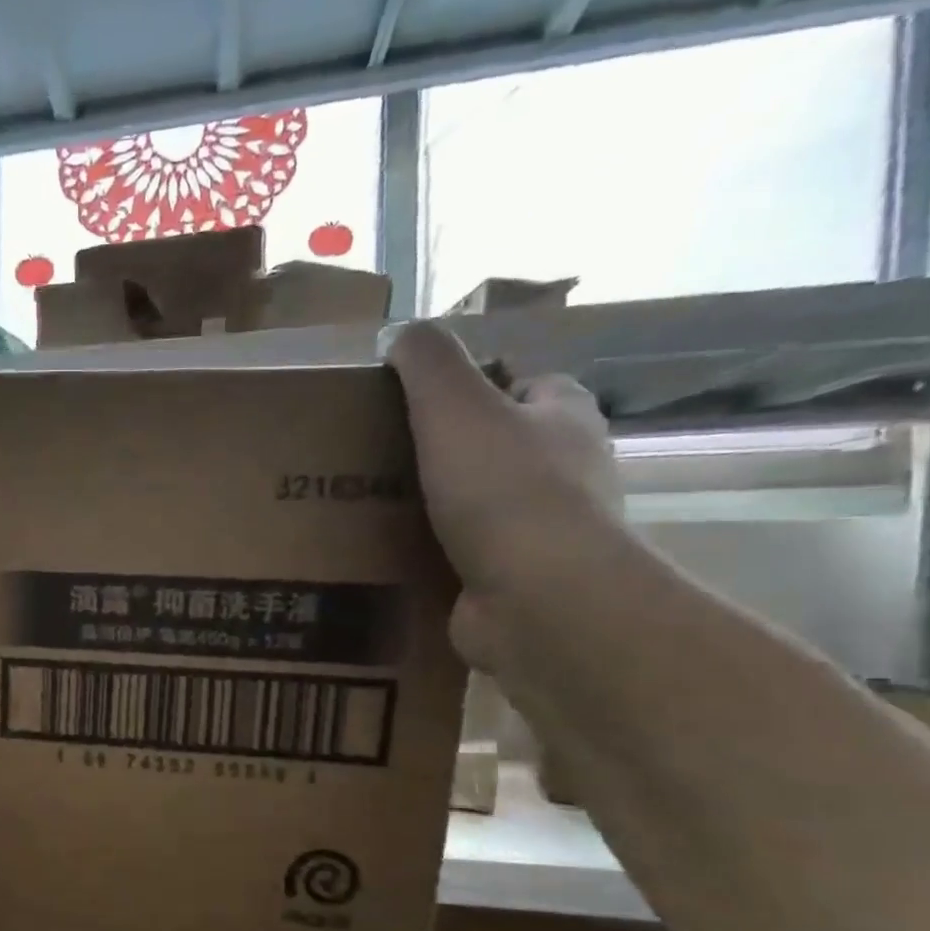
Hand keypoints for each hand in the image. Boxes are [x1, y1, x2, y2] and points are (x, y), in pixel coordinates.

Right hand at [381, 321, 622, 667]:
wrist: (537, 598)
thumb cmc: (504, 491)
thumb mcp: (456, 407)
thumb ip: (428, 363)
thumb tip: (401, 332)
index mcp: (562, 414)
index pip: (518, 381)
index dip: (469, 384)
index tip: (409, 402)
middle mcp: (564, 466)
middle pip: (494, 443)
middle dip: (441, 449)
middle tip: (374, 458)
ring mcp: (542, 527)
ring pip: (476, 501)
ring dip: (431, 504)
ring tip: (365, 507)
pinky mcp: (514, 576)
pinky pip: (463, 552)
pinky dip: (429, 552)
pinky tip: (387, 555)